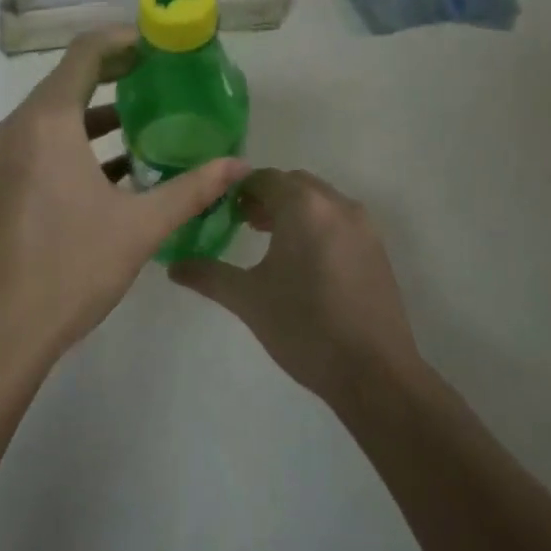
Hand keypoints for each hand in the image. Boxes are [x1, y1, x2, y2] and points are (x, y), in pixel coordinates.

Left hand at [0, 28, 249, 375]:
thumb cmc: (70, 268)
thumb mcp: (140, 227)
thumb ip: (192, 189)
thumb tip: (241, 165)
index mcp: (47, 122)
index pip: (85, 53)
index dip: (124, 40)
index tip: (161, 46)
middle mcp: (19, 127)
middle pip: (69, 78)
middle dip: (116, 73)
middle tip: (163, 77)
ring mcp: (5, 155)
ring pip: (55, 112)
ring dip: (98, 111)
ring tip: (148, 119)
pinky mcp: (2, 181)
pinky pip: (43, 141)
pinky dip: (79, 140)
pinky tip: (119, 166)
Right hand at [171, 169, 421, 404]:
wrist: (374, 372)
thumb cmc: (304, 327)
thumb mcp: (248, 299)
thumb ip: (208, 275)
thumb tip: (173, 267)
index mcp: (303, 206)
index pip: (264, 178)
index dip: (239, 190)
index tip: (221, 211)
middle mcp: (336, 204)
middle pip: (294, 184)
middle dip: (267, 197)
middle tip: (243, 223)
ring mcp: (362, 225)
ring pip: (319, 200)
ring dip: (293, 210)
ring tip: (271, 241)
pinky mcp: (377, 248)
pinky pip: (339, 220)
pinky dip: (317, 225)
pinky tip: (305, 262)